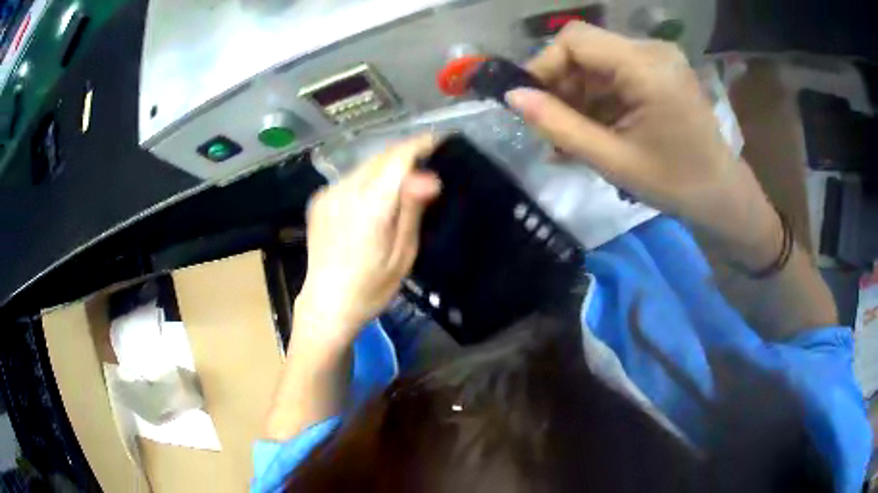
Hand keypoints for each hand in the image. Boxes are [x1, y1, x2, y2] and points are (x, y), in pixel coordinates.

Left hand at [296, 135, 440, 343]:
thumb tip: (429, 176)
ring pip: (365, 165)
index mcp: (370, 205)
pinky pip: (350, 178)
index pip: (398, 158)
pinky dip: (369, 177)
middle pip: (381, 157)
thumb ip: (411, 210)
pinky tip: (377, 193)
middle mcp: (345, 191)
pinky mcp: (319, 200)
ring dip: (387, 164)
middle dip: (406, 152)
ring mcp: (328, 194)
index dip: (420, 144)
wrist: (326, 305)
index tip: (440, 139)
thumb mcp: (402, 255)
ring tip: (407, 173)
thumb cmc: (371, 288)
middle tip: (429, 156)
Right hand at [506, 22, 780, 266]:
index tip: (529, 102)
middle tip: (551, 126)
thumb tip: (513, 97)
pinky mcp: (660, 70)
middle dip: (561, 84)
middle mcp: (652, 49)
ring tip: (571, 135)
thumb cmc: (675, 183)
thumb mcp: (613, 160)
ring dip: (578, 94)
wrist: (721, 194)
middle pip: (586, 48)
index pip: (575, 40)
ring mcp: (658, 58)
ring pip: (597, 61)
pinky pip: (615, 72)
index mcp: (646, 67)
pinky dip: (598, 97)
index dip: (544, 65)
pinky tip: (594, 127)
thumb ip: (560, 126)